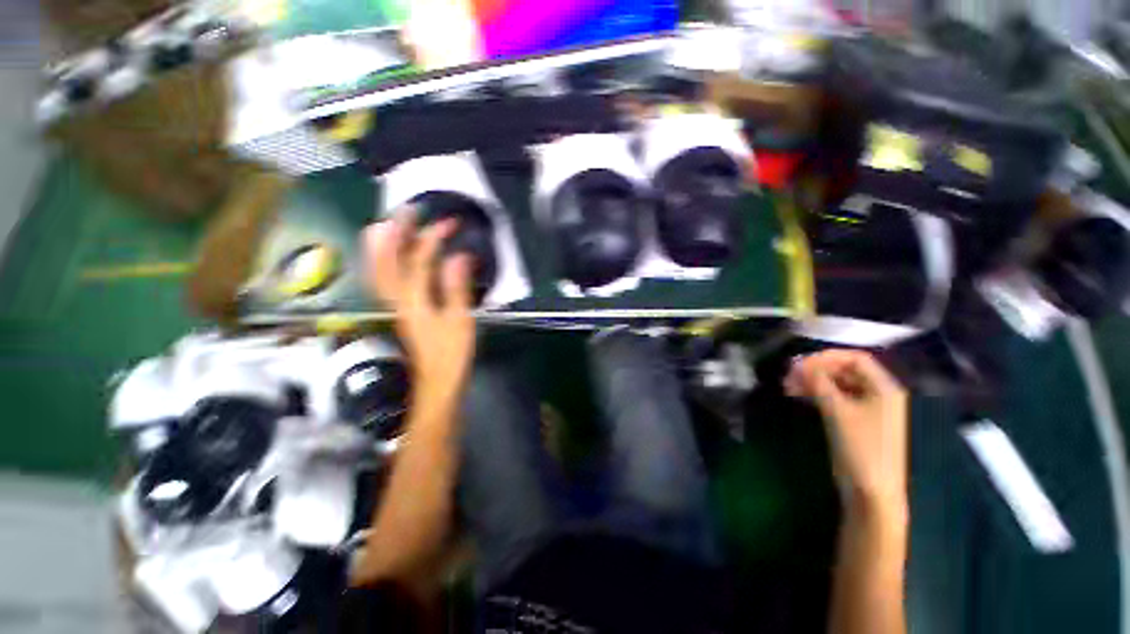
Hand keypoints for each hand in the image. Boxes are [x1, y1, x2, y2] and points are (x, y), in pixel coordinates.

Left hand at [362, 209, 475, 397]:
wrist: (437, 383)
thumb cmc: (452, 354)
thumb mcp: (460, 321)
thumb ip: (457, 288)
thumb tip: (459, 257)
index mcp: (415, 300)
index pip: (419, 260)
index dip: (432, 239)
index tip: (450, 223)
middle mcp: (399, 299)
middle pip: (389, 260)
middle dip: (397, 232)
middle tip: (408, 210)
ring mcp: (397, 305)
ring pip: (380, 270)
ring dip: (382, 245)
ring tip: (387, 224)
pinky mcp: (402, 312)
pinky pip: (385, 281)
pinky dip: (383, 265)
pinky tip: (389, 258)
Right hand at [785, 350, 908, 515]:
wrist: (870, 491)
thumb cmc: (860, 447)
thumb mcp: (837, 411)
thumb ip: (819, 383)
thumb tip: (798, 364)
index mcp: (884, 388)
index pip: (855, 358)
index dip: (826, 357)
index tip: (799, 364)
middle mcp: (878, 394)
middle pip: (845, 370)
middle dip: (816, 369)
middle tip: (789, 375)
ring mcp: (867, 409)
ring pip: (837, 384)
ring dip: (813, 381)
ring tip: (788, 386)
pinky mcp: (856, 421)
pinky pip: (835, 398)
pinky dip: (817, 393)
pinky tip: (799, 396)